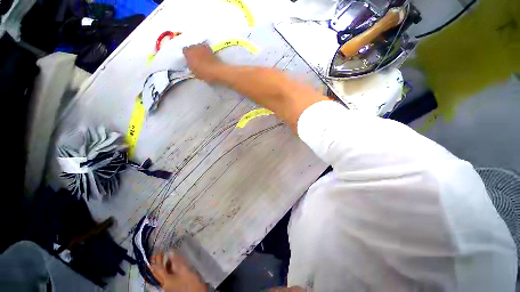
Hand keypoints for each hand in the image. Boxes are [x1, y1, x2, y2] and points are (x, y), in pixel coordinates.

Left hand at [150, 251, 206, 291]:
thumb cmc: (191, 284)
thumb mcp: (185, 271)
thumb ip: (177, 262)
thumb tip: (170, 252)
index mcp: (166, 280)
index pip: (158, 268)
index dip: (157, 259)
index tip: (157, 251)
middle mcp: (165, 283)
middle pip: (158, 272)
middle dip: (158, 262)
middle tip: (158, 253)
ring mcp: (168, 286)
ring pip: (162, 274)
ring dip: (162, 266)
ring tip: (163, 257)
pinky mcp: (173, 286)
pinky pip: (166, 276)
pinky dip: (167, 269)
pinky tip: (170, 266)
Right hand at [183, 43, 222, 81]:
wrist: (216, 71)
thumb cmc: (203, 73)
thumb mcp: (194, 73)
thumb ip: (191, 67)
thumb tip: (191, 66)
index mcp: (188, 53)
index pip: (185, 51)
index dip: (187, 55)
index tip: (190, 60)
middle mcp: (193, 47)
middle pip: (191, 47)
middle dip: (193, 52)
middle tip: (196, 59)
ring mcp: (202, 46)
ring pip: (198, 46)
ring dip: (199, 50)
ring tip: (202, 56)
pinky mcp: (209, 48)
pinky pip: (205, 46)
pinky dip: (205, 49)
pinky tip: (207, 54)